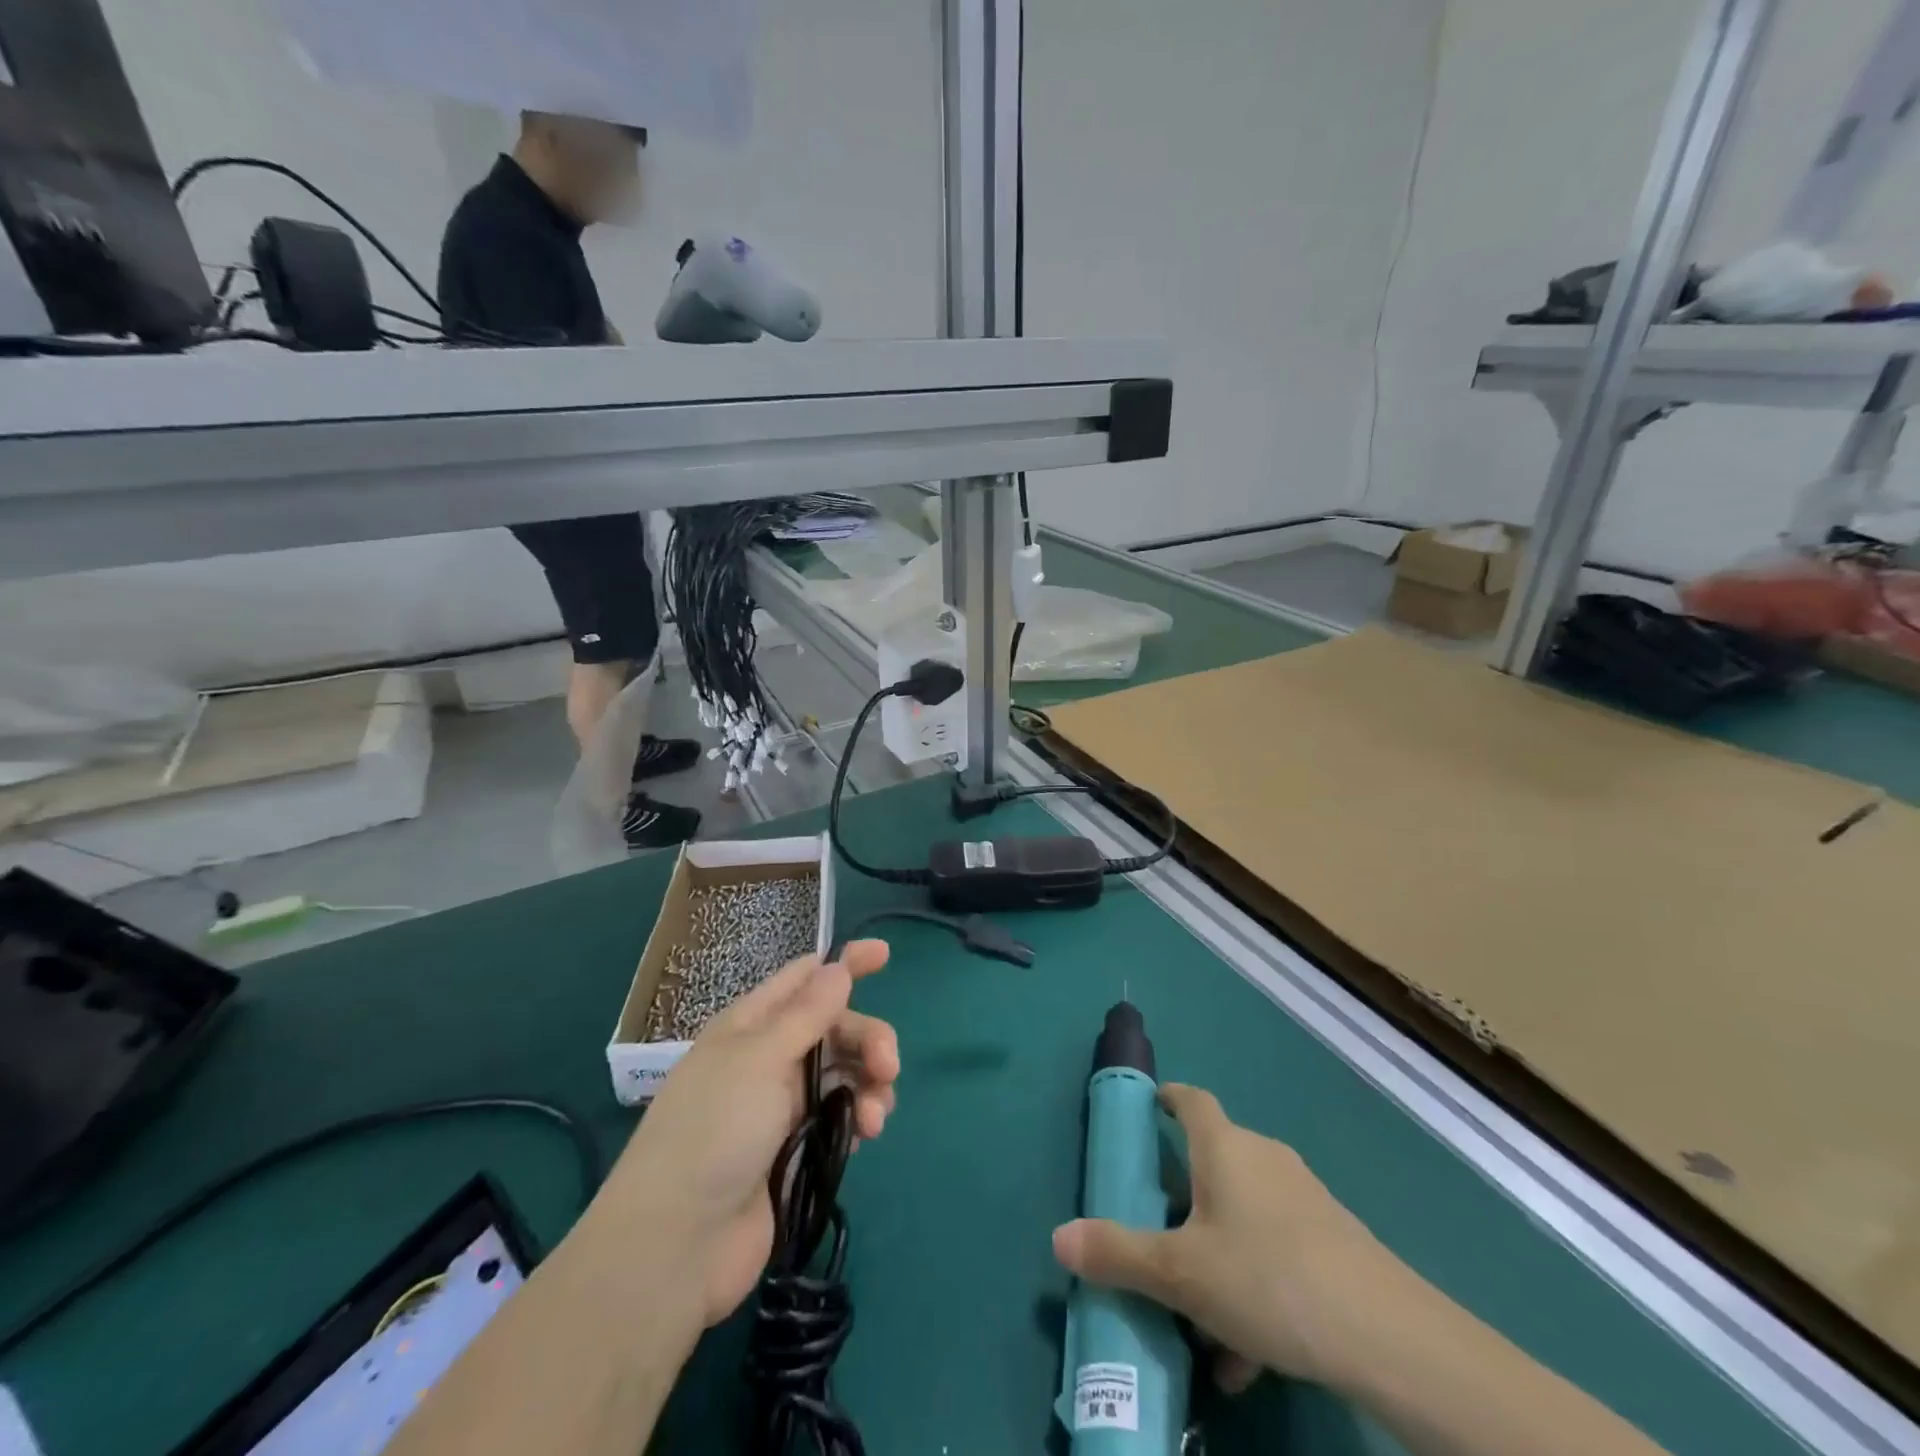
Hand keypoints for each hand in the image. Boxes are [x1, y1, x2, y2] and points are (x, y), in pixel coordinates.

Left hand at [600, 941, 898, 1326]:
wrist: (677, 1246)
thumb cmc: (714, 1132)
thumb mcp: (760, 1060)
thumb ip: (807, 1014)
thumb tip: (837, 967)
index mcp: (751, 1026)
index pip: (804, 980)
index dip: (843, 964)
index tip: (885, 955)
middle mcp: (769, 1058)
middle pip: (834, 1028)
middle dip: (867, 1038)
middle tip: (888, 1066)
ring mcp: (783, 1105)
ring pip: (844, 1072)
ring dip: (869, 1082)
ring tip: (875, 1115)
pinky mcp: (797, 1148)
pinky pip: (841, 1114)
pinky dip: (860, 1115)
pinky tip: (868, 1132)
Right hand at [1052, 1084, 1391, 1391]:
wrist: (1387, 1336)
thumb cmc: (1267, 1278)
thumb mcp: (1181, 1273)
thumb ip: (1118, 1253)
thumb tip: (1058, 1238)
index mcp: (1224, 1147)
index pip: (1192, 1100)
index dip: (1169, 1098)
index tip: (1150, 1108)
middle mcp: (1264, 1159)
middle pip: (1215, 1163)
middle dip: (1185, 1201)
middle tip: (1160, 1239)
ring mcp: (1305, 1199)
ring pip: (1246, 1217)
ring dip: (1218, 1257)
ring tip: (1201, 1323)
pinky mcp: (1334, 1241)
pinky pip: (1277, 1251)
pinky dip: (1255, 1285)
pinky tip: (1248, 1355)